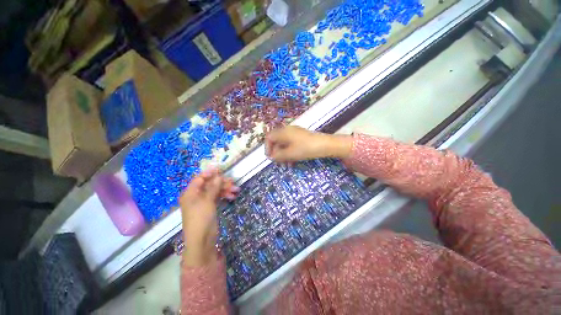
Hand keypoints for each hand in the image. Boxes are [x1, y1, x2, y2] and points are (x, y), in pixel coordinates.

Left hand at [179, 168, 238, 266]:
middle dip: (221, 182)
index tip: (221, 169)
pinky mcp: (210, 207)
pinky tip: (232, 196)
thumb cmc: (201, 218)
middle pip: (209, 184)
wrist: (202, 240)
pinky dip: (224, 195)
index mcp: (190, 193)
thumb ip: (213, 187)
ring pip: (215, 191)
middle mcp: (196, 196)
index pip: (200, 178)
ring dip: (225, 189)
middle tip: (232, 182)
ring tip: (236, 190)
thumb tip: (219, 176)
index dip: (210, 173)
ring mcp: (204, 202)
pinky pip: (217, 197)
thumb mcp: (207, 201)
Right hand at [265, 126, 352, 161]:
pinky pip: (292, 145)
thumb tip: (271, 157)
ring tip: (287, 165)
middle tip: (279, 163)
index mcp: (284, 132)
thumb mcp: (290, 153)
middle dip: (277, 153)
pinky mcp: (301, 138)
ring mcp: (295, 134)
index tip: (270, 158)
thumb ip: (278, 155)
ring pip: (285, 144)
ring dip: (284, 155)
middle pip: (277, 141)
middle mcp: (288, 131)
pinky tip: (293, 162)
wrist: (326, 145)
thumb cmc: (306, 148)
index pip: (269, 137)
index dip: (267, 148)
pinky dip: (290, 153)